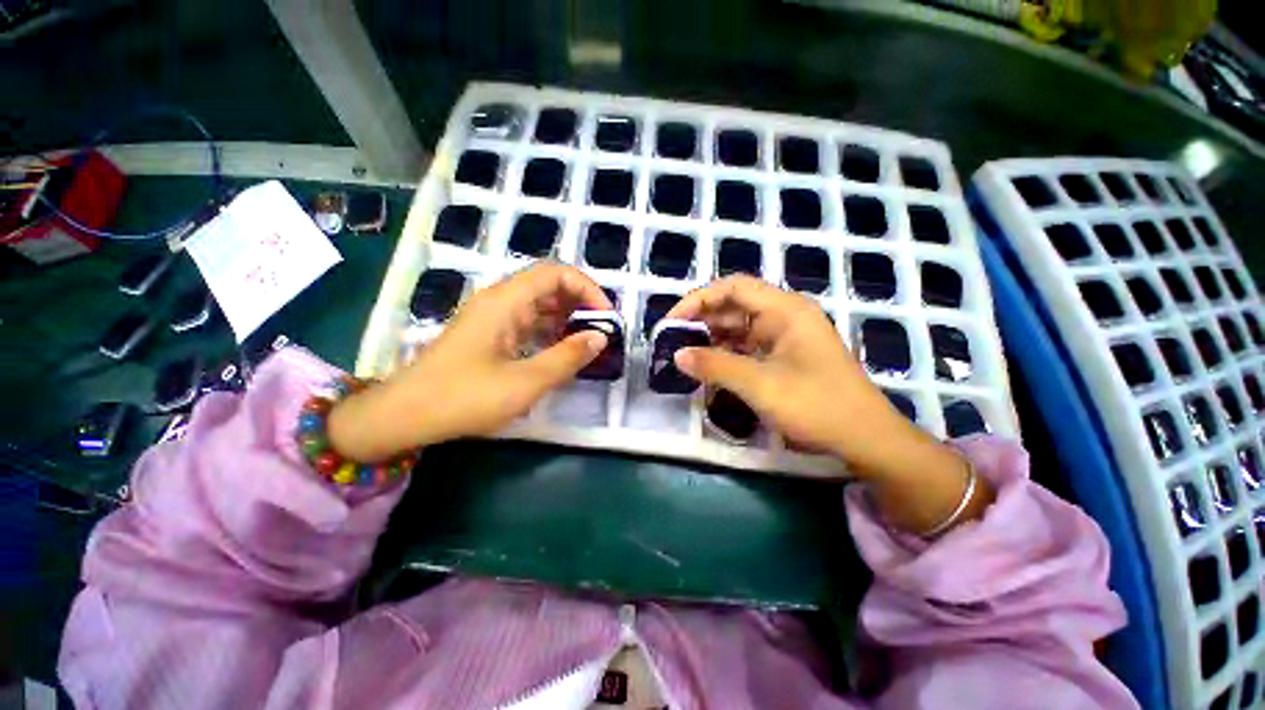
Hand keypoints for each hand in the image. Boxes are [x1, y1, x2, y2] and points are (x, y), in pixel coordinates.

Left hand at [328, 263, 611, 460]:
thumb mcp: (525, 382)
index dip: (587, 288)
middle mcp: (500, 301)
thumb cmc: (464, 398)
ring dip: (567, 318)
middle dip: (580, 303)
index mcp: (506, 301)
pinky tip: (562, 350)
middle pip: (549, 285)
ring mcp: (493, 318)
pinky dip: (550, 331)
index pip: (556, 273)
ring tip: (588, 341)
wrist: (405, 416)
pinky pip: (528, 322)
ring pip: (539, 305)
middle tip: (601, 331)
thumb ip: (567, 358)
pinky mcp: (490, 335)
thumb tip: (600, 337)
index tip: (606, 317)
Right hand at [666, 275, 909, 466]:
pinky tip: (709, 368)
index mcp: (785, 310)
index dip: (699, 299)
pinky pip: (748, 348)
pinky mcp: (784, 357)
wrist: (866, 440)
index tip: (672, 322)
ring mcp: (785, 338)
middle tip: (673, 341)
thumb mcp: (759, 385)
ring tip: (685, 355)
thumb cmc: (816, 405)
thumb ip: (715, 366)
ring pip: (739, 328)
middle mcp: (785, 316)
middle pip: (735, 306)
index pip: (733, 288)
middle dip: (702, 321)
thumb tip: (677, 355)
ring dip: (712, 339)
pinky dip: (727, 355)